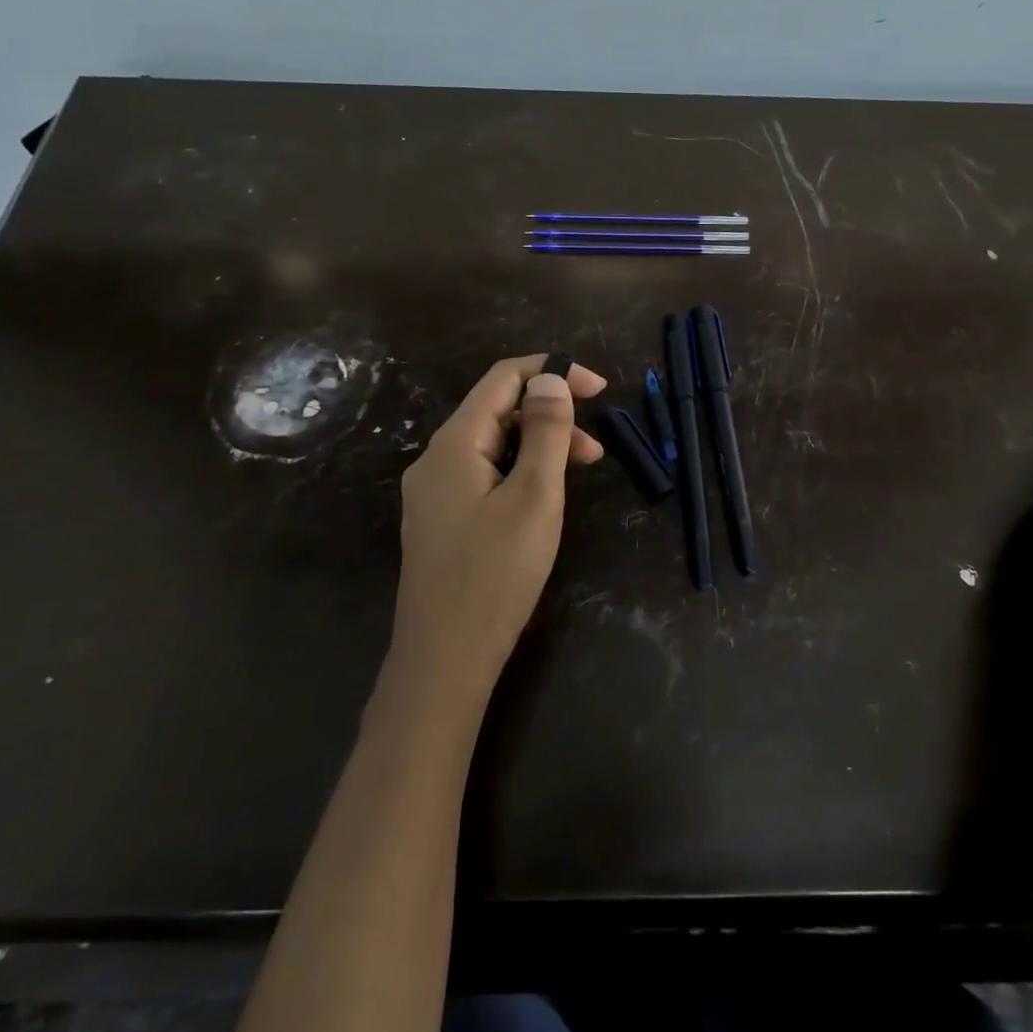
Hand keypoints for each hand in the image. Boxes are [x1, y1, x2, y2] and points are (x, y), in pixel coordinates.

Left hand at [389, 355, 606, 709]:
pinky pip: (483, 475)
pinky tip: (543, 498)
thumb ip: (544, 432)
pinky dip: (519, 472)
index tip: (599, 388)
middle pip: (497, 411)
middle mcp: (436, 459)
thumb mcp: (534, 496)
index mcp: (455, 443)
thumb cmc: (496, 574)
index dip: (552, 371)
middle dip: (550, 415)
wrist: (444, 660)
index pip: (503, 378)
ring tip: (582, 472)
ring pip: (492, 446)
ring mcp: (433, 492)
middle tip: (597, 447)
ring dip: (538, 446)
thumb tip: (550, 379)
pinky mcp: (440, 521)